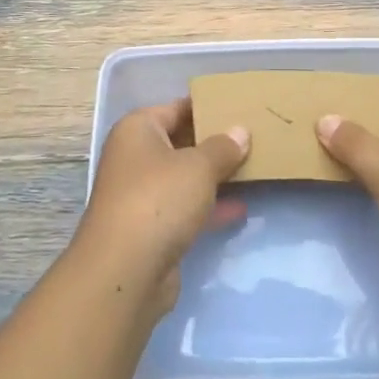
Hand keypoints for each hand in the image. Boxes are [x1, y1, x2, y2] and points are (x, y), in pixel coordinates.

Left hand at [74, 99, 249, 317]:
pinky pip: (185, 208)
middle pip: (180, 142)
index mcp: (138, 130)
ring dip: (214, 176)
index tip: (240, 107)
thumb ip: (223, 147)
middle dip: (214, 143)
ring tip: (254, 169)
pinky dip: (209, 207)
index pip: (177, 108)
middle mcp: (135, 157)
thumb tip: (240, 131)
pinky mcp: (150, 229)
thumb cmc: (159, 199)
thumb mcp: (199, 166)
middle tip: (253, 137)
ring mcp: (141, 195)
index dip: (207, 107)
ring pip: (184, 178)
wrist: (124, 271)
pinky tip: (240, 208)